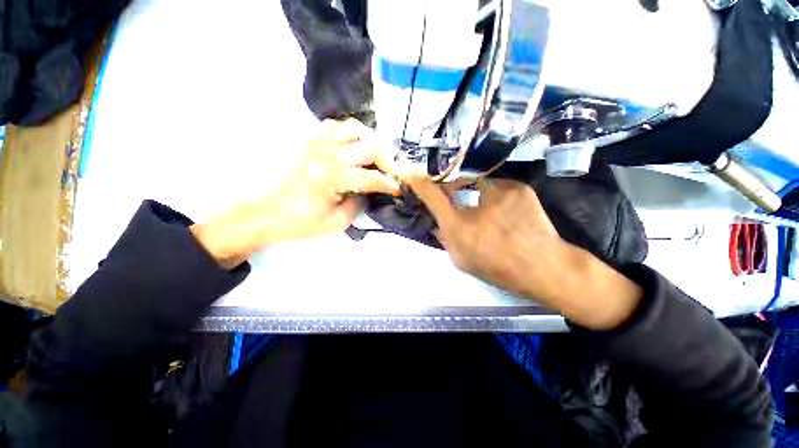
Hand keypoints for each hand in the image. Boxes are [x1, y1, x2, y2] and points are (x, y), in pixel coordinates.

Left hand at [191, 118, 400, 268]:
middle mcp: (327, 155)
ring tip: (374, 157)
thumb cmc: (303, 222)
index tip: (398, 189)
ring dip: (370, 142)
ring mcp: (316, 144)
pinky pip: (334, 126)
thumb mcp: (338, 222)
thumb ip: (360, 203)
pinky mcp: (309, 141)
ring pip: (354, 129)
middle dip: (386, 162)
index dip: (389, 184)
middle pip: (369, 147)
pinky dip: (350, 133)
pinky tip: (353, 146)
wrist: (269, 212)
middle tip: (389, 174)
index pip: (371, 177)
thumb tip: (370, 190)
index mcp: (332, 179)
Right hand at [404, 175, 642, 329]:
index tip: (411, 176)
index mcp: (459, 226)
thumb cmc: (498, 269)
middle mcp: (475, 204)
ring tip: (484, 210)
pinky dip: (492, 196)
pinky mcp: (517, 187)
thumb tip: (436, 222)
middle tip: (457, 205)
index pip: (432, 196)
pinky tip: (502, 210)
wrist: (544, 266)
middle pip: (453, 185)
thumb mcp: (461, 260)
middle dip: (449, 193)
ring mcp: (499, 191)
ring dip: (471, 194)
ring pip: (474, 184)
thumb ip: (444, 238)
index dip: (419, 184)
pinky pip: (494, 186)